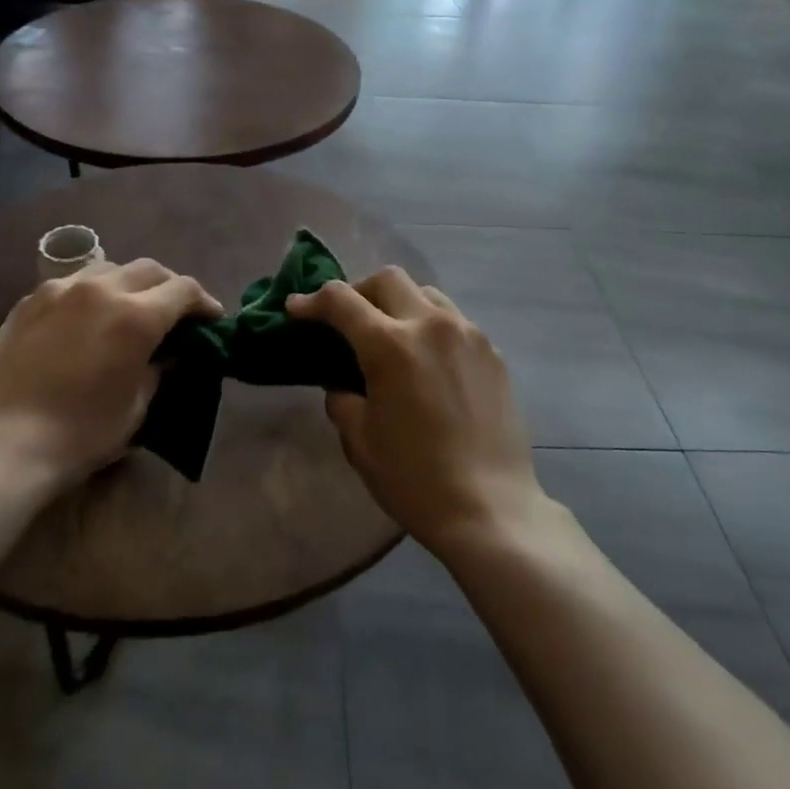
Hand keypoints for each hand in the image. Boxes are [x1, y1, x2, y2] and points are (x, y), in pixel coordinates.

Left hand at [0, 259, 220, 487]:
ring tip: (130, 307)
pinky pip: (72, 282)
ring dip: (130, 282)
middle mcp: (101, 289)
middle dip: (170, 286)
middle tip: (175, 312)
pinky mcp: (29, 301)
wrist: (1, 445)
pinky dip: (92, 291)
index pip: (184, 290)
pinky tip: (87, 315)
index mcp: (136, 316)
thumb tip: (167, 353)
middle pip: (149, 269)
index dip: (204, 302)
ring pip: (109, 268)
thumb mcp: (136, 408)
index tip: (211, 319)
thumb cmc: (79, 435)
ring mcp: (60, 290)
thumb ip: (158, 370)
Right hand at [287, 267, 542, 553]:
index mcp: (391, 346)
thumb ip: (342, 398)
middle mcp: (431, 325)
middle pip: (388, 279)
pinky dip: (431, 327)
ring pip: (426, 293)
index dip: (312, 301)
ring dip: (399, 304)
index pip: (341, 301)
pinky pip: (455, 322)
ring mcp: (468, 335)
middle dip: (358, 290)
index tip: (296, 309)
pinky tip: (428, 362)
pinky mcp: (493, 353)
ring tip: (390, 334)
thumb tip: (342, 382)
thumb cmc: (415, 479)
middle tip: (346, 319)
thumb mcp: (360, 440)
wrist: (491, 509)